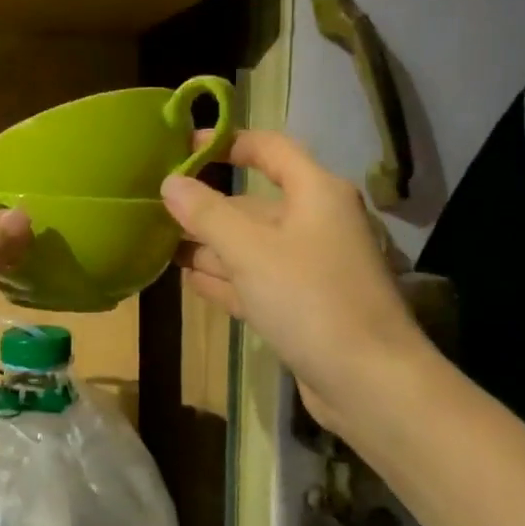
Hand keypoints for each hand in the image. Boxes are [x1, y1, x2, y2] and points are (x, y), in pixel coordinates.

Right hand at [162, 131, 426, 431]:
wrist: (369, 382)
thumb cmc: (310, 299)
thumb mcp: (250, 251)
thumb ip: (207, 214)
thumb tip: (171, 184)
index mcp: (316, 193)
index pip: (269, 149)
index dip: (227, 143)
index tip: (183, 149)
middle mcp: (315, 223)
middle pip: (254, 204)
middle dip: (206, 208)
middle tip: (155, 212)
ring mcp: (310, 267)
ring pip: (251, 246)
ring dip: (210, 247)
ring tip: (161, 246)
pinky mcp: (303, 306)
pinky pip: (257, 280)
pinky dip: (226, 279)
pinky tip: (190, 279)